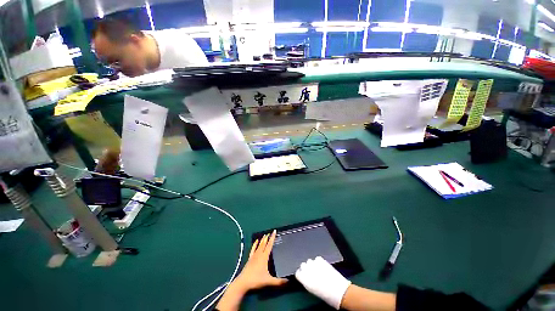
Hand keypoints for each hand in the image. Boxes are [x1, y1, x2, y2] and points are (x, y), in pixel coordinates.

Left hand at [216, 230, 286, 310]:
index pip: (269, 246)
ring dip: (260, 242)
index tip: (274, 231)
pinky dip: (254, 247)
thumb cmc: (256, 281)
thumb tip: (291, 281)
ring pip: (257, 247)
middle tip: (270, 233)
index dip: (272, 239)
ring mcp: (252, 259)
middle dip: (266, 239)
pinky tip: (254, 245)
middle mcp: (257, 256)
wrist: (242, 283)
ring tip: (262, 237)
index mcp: (263, 258)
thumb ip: (281, 282)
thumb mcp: (270, 281)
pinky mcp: (249, 262)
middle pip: (262, 245)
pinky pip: (252, 251)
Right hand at [295, 256, 351, 309]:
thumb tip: (306, 278)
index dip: (301, 274)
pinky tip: (320, 264)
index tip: (303, 275)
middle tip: (310, 271)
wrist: (339, 292)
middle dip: (305, 268)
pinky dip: (318, 261)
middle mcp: (308, 272)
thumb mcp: (312, 290)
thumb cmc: (325, 295)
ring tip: (315, 267)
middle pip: (303, 266)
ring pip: (309, 261)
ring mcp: (317, 267)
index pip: (298, 273)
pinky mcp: (325, 263)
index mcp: (304, 281)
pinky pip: (318, 259)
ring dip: (311, 264)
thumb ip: (307, 282)